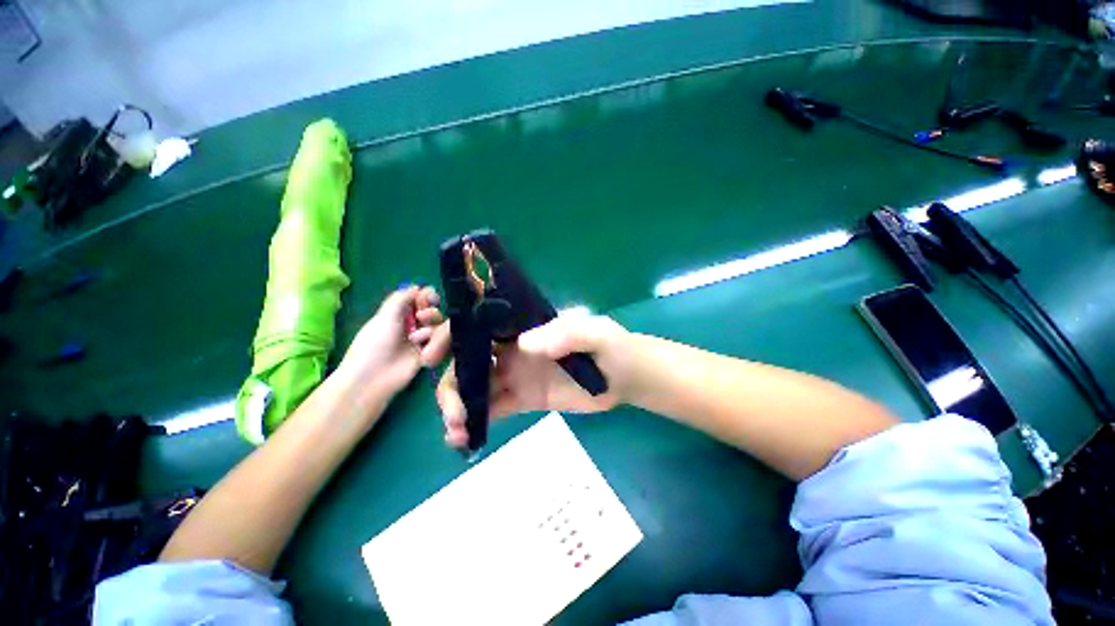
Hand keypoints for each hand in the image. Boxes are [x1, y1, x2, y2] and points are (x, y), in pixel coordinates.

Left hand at [337, 286, 448, 398]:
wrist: (374, 377)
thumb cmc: (375, 343)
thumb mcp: (384, 315)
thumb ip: (402, 297)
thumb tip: (418, 287)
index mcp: (399, 313)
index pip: (420, 299)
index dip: (426, 296)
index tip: (427, 297)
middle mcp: (412, 324)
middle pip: (434, 310)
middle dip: (430, 311)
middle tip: (421, 316)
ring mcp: (422, 339)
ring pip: (440, 325)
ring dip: (430, 328)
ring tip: (417, 338)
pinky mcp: (430, 352)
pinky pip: (441, 341)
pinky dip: (435, 342)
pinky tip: (424, 348)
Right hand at [436, 314, 630, 447]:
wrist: (626, 377)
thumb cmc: (612, 346)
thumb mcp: (594, 332)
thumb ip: (565, 333)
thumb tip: (524, 344)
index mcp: (524, 327)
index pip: (479, 326)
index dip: (452, 337)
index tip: (432, 357)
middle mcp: (514, 349)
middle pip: (470, 360)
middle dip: (452, 383)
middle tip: (454, 413)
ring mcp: (518, 376)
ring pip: (477, 387)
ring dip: (460, 406)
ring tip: (458, 430)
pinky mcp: (525, 400)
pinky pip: (495, 408)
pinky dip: (477, 421)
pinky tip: (466, 439)